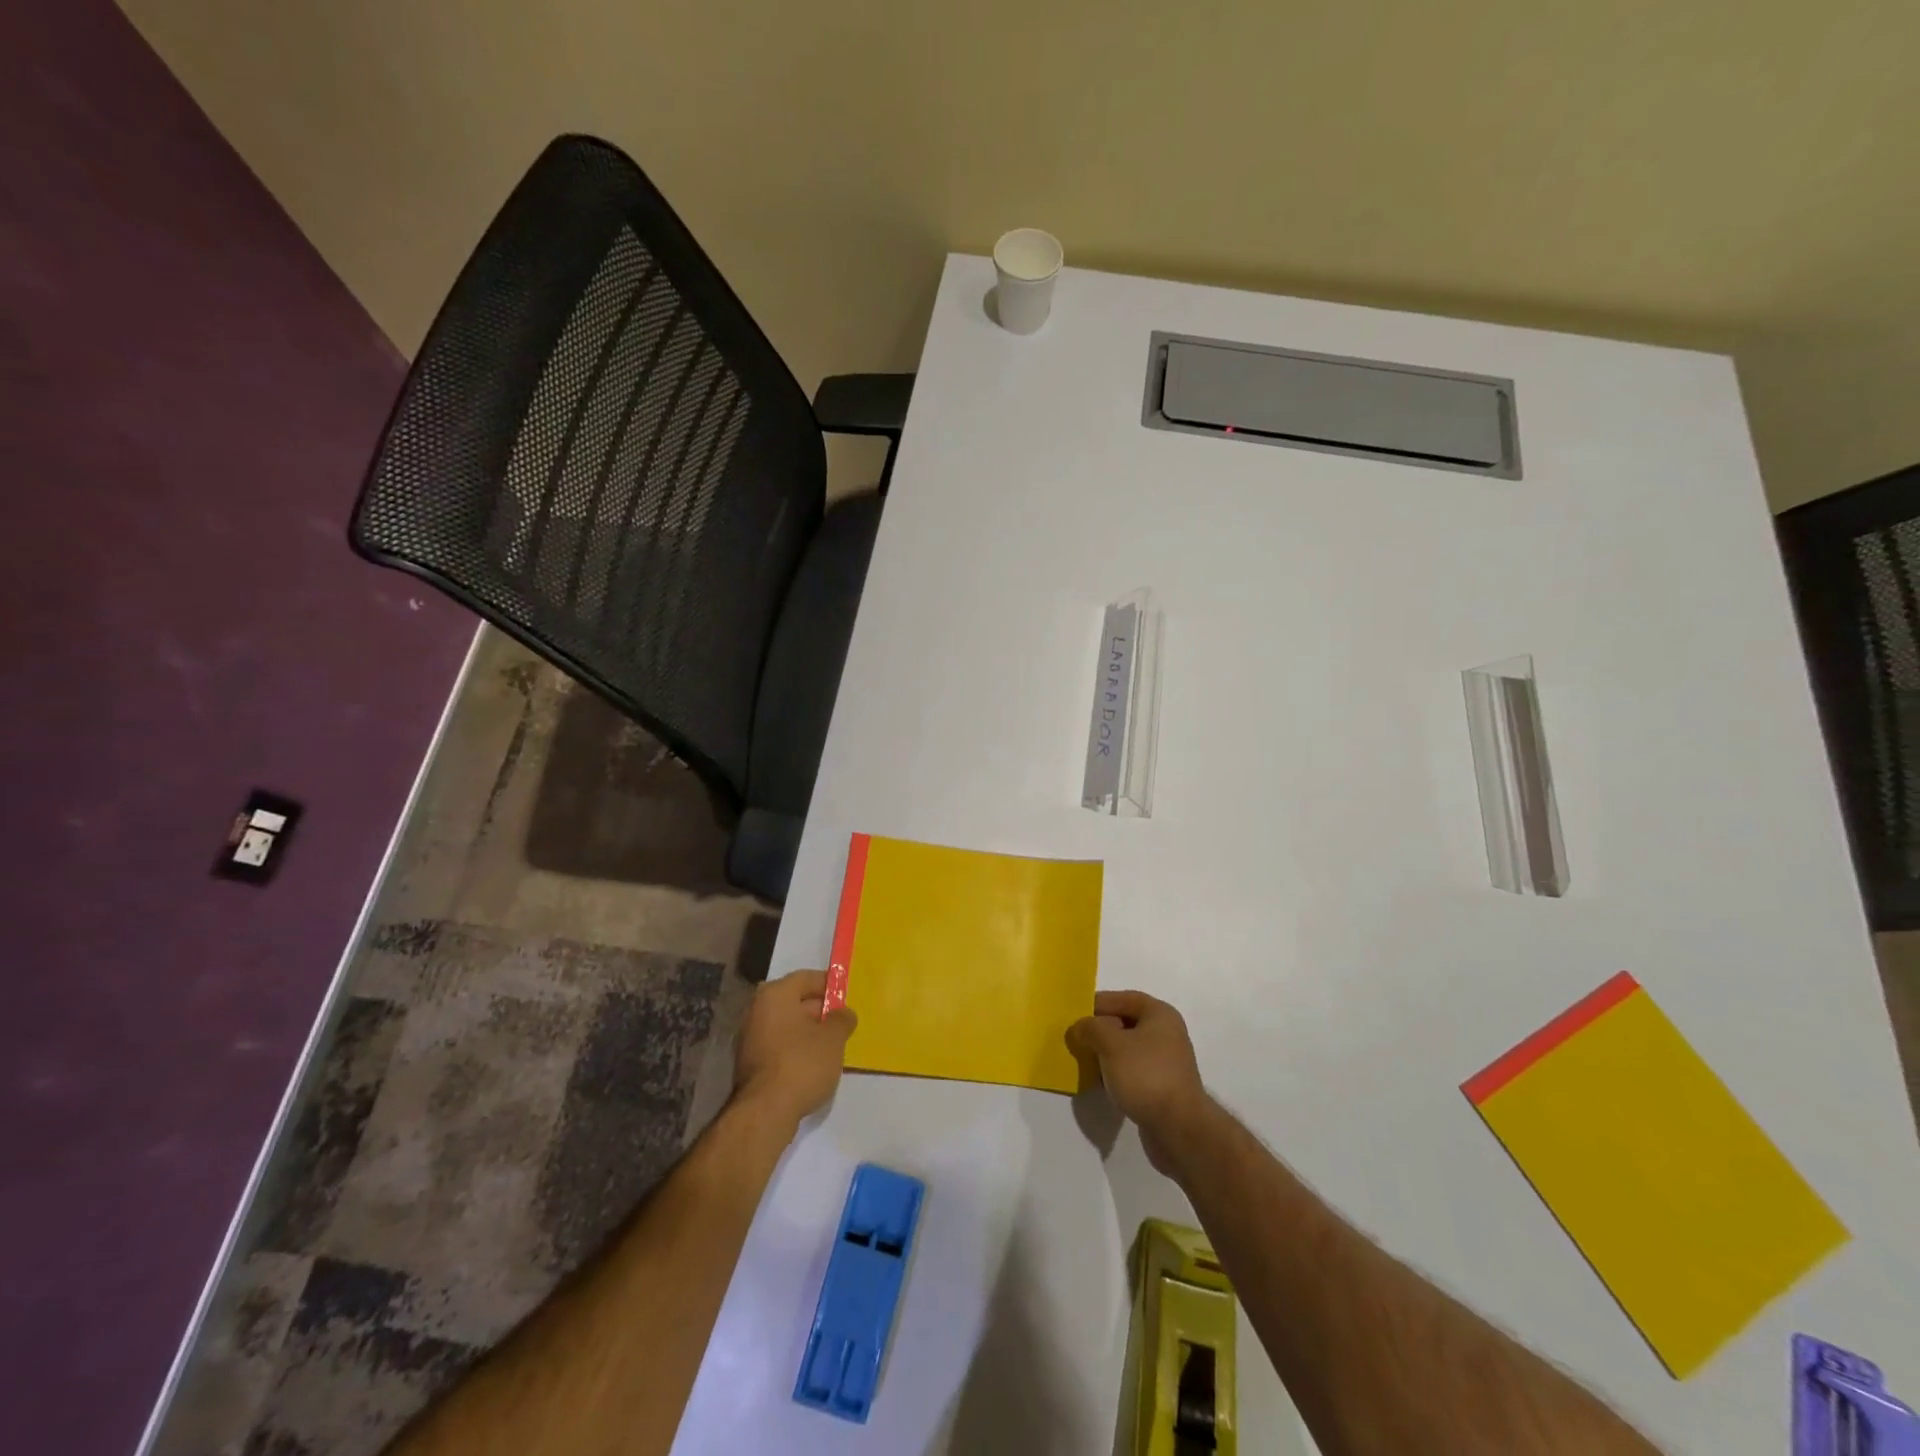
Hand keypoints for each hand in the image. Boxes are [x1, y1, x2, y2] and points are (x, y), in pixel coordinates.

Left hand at [732, 970, 856, 1131]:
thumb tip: (843, 1014)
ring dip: (808, 1032)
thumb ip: (842, 1019)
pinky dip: (796, 1050)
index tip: (847, 997)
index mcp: (775, 994)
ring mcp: (750, 1039)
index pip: (806, 978)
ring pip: (787, 1026)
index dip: (829, 985)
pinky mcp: (750, 1064)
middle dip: (820, 1011)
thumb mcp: (833, 1038)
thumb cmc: (802, 1063)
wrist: (765, 1113)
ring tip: (833, 1046)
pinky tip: (814, 1065)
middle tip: (843, 1023)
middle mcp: (756, 1010)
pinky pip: (779, 1046)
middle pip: (794, 1001)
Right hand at [1066, 990, 1207, 1174]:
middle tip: (1076, 1039)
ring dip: (1106, 1054)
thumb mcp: (1111, 1044)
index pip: (1124, 998)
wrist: (1178, 1128)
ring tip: (1084, 1062)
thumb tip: (1080, 1027)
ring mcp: (1165, 1062)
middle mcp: (1166, 1033)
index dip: (1099, 1003)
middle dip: (1100, 1030)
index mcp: (1159, 1015)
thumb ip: (1091, 1028)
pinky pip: (1133, 1071)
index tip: (1075, 1015)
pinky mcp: (1162, 1087)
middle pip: (1125, 1023)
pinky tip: (1101, 1084)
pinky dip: (1116, 1073)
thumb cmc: (1145, 1075)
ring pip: (1128, 1049)